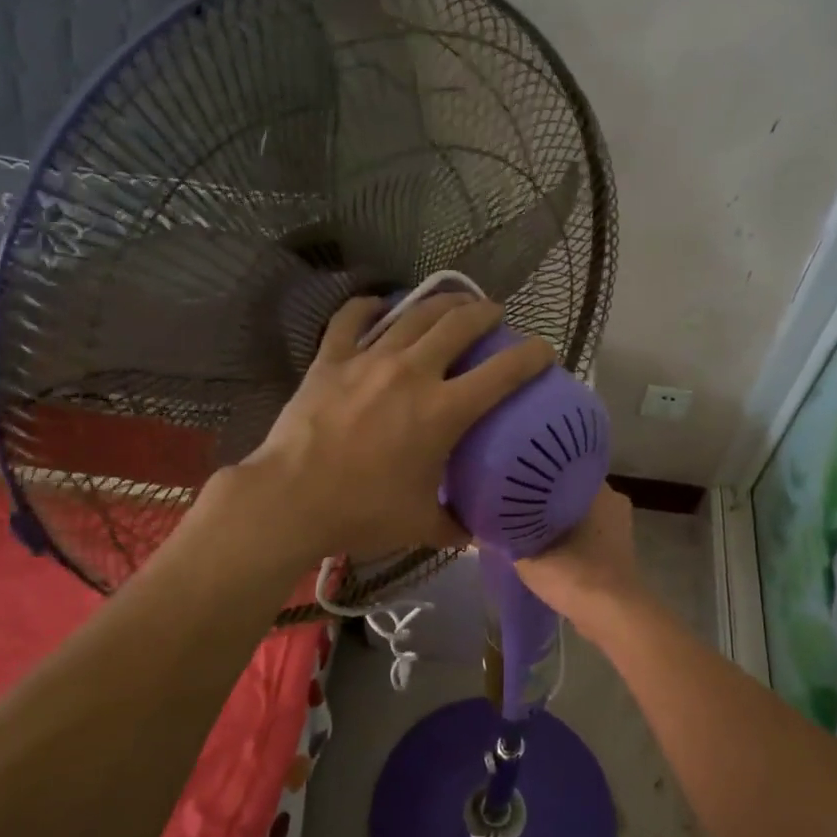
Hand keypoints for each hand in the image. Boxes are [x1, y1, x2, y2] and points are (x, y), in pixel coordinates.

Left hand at [232, 293, 555, 563]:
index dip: (532, 356)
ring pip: (414, 314)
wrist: (291, 500)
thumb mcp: (419, 525)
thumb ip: (455, 527)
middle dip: (486, 313)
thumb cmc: (362, 513)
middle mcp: (413, 373)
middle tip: (495, 315)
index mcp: (444, 411)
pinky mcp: (331, 360)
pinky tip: (379, 305)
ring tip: (454, 302)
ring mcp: (369, 360)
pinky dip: (369, 307)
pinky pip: (352, 319)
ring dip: (441, 303)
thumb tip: (475, 534)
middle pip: (460, 325)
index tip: (545, 351)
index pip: (503, 372)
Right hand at [515, 482, 644, 623]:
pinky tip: (546, 550)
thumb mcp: (527, 556)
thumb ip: (504, 538)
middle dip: (544, 501)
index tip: (513, 483)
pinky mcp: (618, 554)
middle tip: (513, 506)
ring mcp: (619, 529)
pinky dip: (570, 541)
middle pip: (569, 494)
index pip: (561, 470)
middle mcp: (613, 502)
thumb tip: (479, 526)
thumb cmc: (574, 574)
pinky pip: (588, 537)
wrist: (613, 617)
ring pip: (579, 517)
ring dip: (557, 523)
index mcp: (597, 490)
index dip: (535, 477)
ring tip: (525, 528)